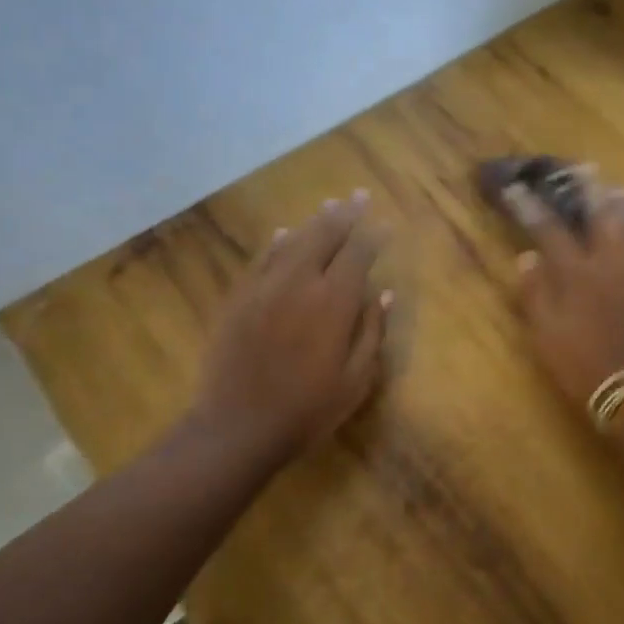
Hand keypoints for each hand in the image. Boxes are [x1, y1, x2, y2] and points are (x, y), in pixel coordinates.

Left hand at [193, 192, 390, 461]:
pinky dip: (276, 243)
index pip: (358, 254)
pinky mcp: (238, 299)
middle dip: (345, 215)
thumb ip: (372, 332)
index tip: (385, 221)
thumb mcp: (355, 380)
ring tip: (330, 206)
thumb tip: (385, 294)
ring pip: (292, 242)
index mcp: (334, 303)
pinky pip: (261, 260)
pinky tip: (284, 234)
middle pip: (325, 237)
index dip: (373, 235)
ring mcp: (264, 288)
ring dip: (313, 222)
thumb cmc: (307, 410)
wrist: (238, 427)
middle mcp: (299, 283)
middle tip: (359, 196)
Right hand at [508, 178, 623, 409]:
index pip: (548, 228)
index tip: (518, 187)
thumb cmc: (585, 366)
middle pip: (600, 211)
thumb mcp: (546, 335)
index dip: (530, 206)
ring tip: (618, 189)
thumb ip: (535, 294)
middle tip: (583, 170)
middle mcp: (612, 258)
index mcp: (576, 272)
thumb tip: (526, 257)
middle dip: (587, 188)